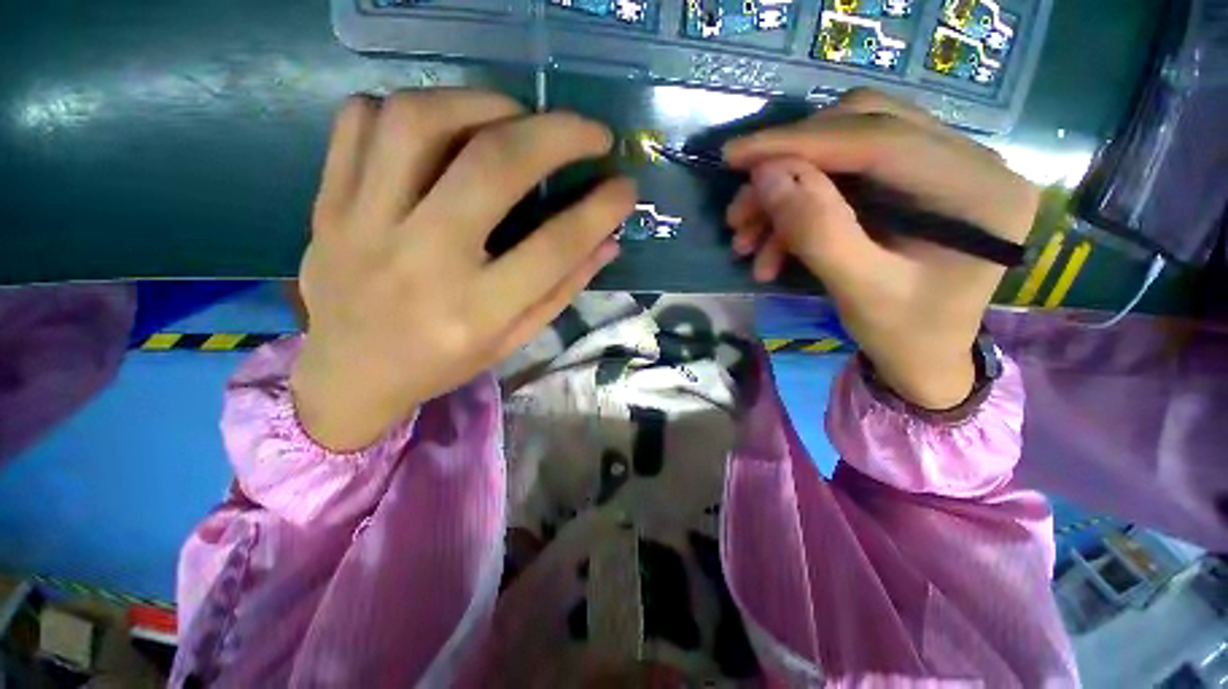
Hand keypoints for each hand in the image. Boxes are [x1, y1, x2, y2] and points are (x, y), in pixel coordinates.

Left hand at [292, 90, 635, 450]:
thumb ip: (562, 290)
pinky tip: (440, 127)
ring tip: (515, 117)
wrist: (349, 374)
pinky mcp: (328, 203)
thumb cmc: (441, 364)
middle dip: (556, 134)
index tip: (625, 187)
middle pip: (492, 166)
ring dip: (484, 104)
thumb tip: (607, 241)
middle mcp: (421, 261)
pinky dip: (409, 107)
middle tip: (590, 132)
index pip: (554, 247)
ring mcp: (363, 224)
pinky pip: (359, 122)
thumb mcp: (512, 341)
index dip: (600, 210)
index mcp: (475, 311)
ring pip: (420, 121)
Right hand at [723, 89, 1038, 408]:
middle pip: (861, 128)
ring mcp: (943, 165)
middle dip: (787, 168)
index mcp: (977, 191)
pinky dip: (798, 208)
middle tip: (739, 212)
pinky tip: (771, 246)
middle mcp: (970, 160)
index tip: (735, 155)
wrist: (925, 357)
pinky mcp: (915, 180)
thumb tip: (766, 175)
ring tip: (747, 240)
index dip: (798, 142)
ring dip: (785, 194)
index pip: (879, 139)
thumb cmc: (904, 334)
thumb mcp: (858, 290)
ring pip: (845, 150)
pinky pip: (844, 176)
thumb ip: (816, 230)